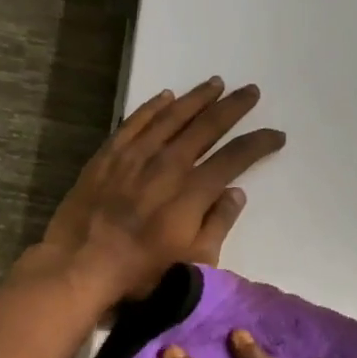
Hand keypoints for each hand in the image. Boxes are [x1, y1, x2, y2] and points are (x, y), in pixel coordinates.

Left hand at [40, 78, 284, 301]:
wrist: (80, 266)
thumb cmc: (141, 273)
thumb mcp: (193, 262)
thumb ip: (218, 225)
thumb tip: (235, 193)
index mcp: (192, 191)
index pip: (235, 158)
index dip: (259, 143)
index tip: (276, 135)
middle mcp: (167, 164)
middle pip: (206, 126)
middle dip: (233, 107)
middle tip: (251, 92)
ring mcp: (134, 156)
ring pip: (171, 116)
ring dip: (196, 98)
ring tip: (215, 84)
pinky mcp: (107, 156)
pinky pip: (134, 122)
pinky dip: (152, 107)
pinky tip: (165, 97)